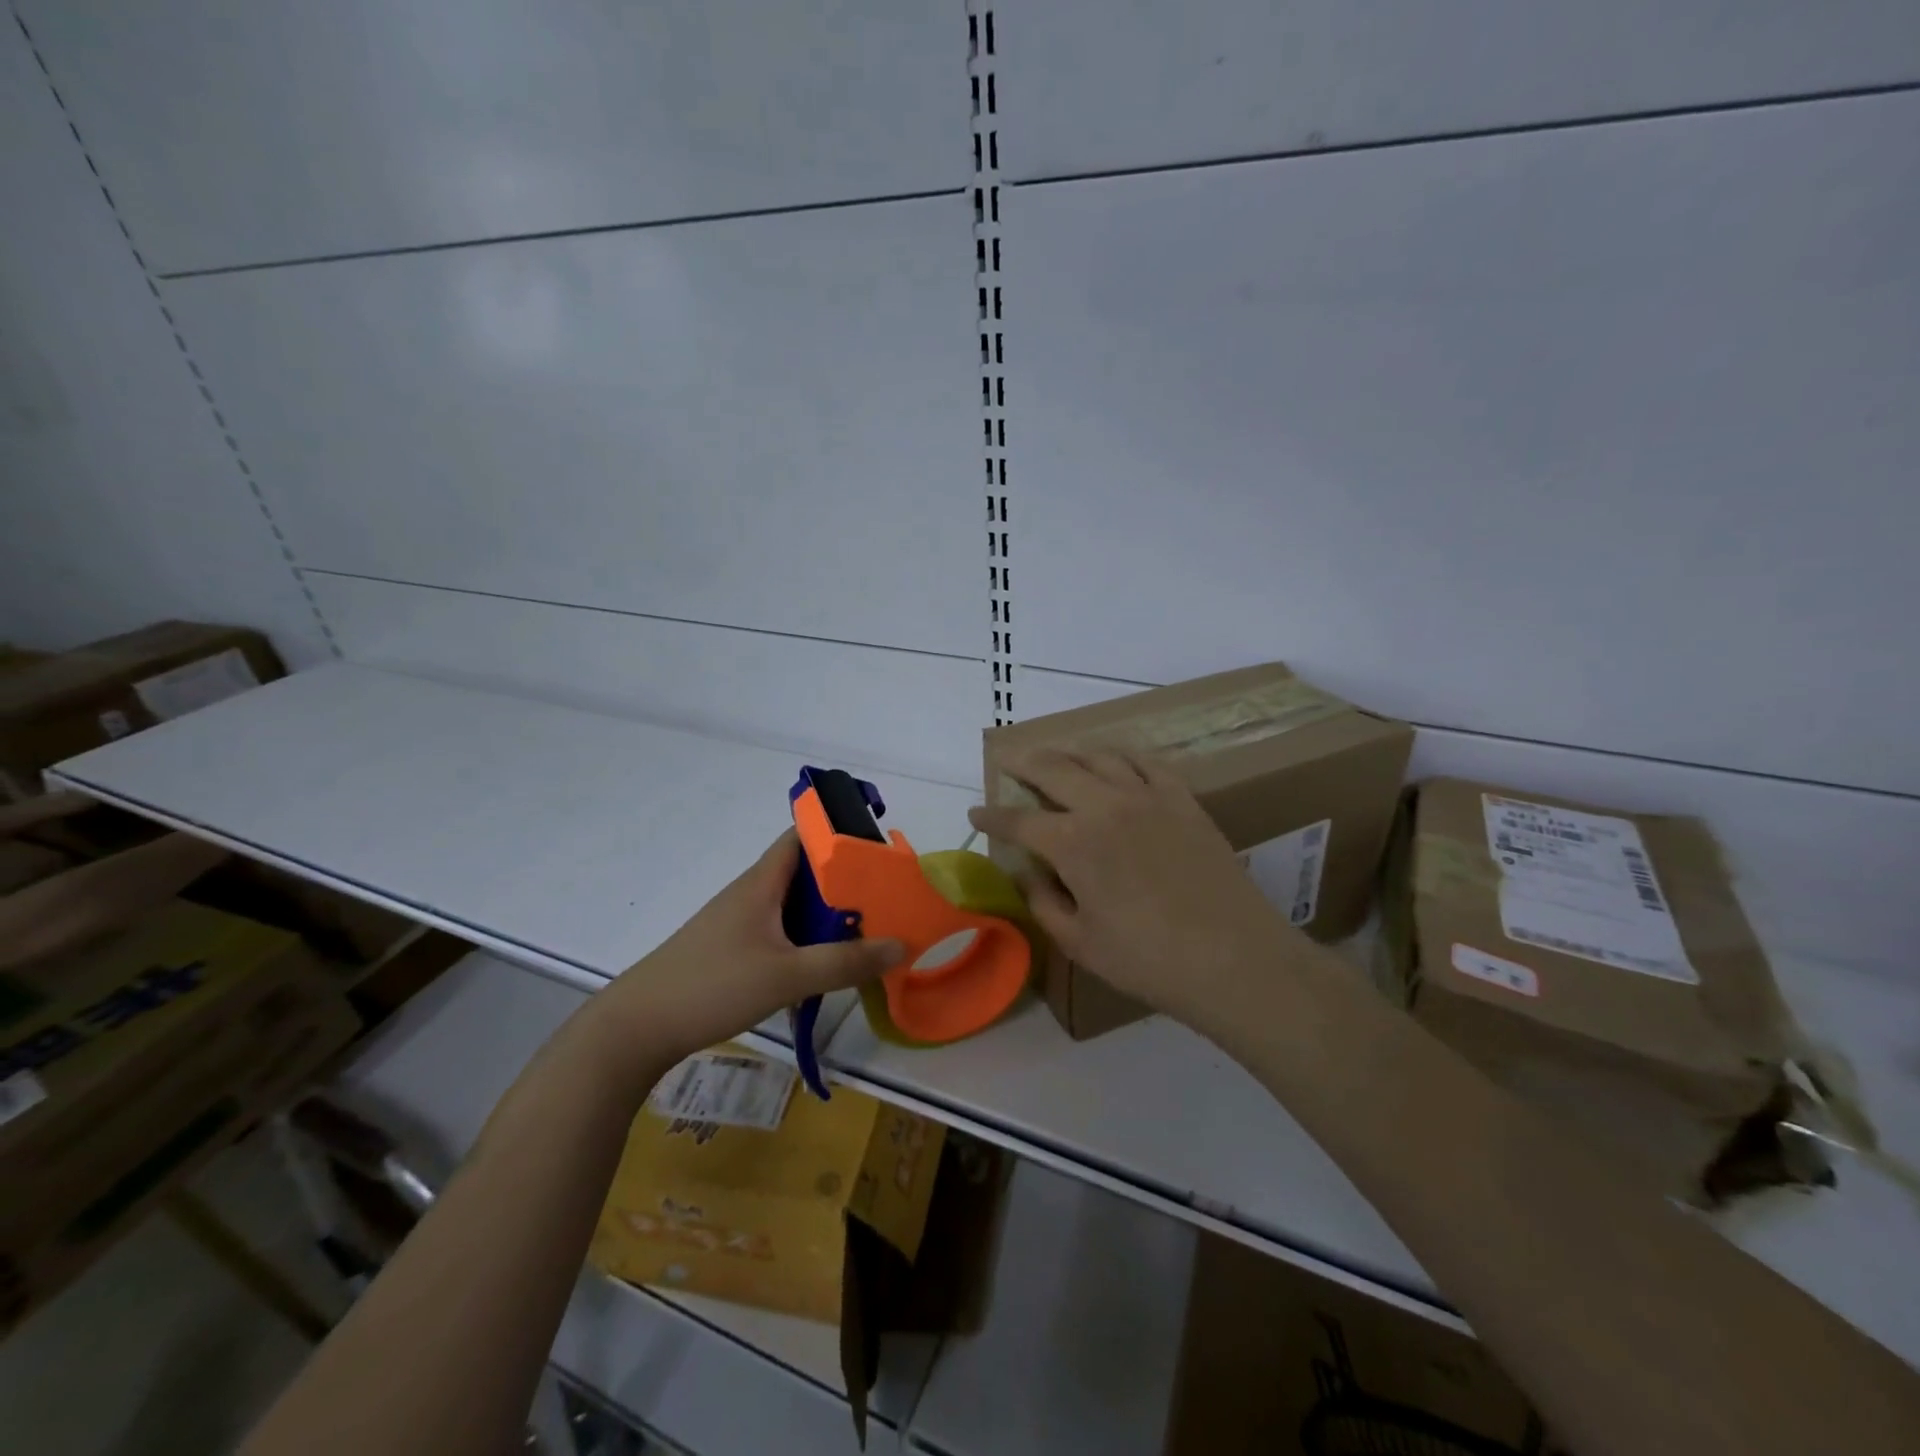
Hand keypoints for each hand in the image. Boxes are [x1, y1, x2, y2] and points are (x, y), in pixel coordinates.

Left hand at [596, 831, 903, 1069]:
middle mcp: (751, 894)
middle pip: (804, 873)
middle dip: (843, 881)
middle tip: (885, 897)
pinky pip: (780, 932)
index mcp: (761, 883)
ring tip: (866, 931)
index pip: (802, 836)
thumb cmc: (712, 985)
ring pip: (793, 906)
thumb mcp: (787, 976)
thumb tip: (901, 943)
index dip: (837, 833)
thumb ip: (845, 962)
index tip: (875, 848)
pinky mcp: (732, 951)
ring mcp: (739, 923)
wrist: (637, 1027)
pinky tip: (824, 965)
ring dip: (826, 915)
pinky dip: (806, 940)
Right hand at [968, 749, 1295, 1021]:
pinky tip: (1115, 759)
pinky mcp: (1183, 799)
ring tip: (1056, 755)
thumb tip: (1027, 874)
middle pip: (1053, 769)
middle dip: (1023, 762)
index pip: (1018, 821)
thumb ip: (1044, 902)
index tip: (975, 812)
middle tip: (1007, 760)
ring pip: (1098, 757)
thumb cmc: (1148, 959)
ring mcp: (1147, 797)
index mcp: (1072, 843)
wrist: (1234, 957)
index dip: (992, 816)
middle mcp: (1104, 806)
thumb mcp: (1079, 943)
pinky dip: (1122, 755)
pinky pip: (1147, 762)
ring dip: (1069, 752)